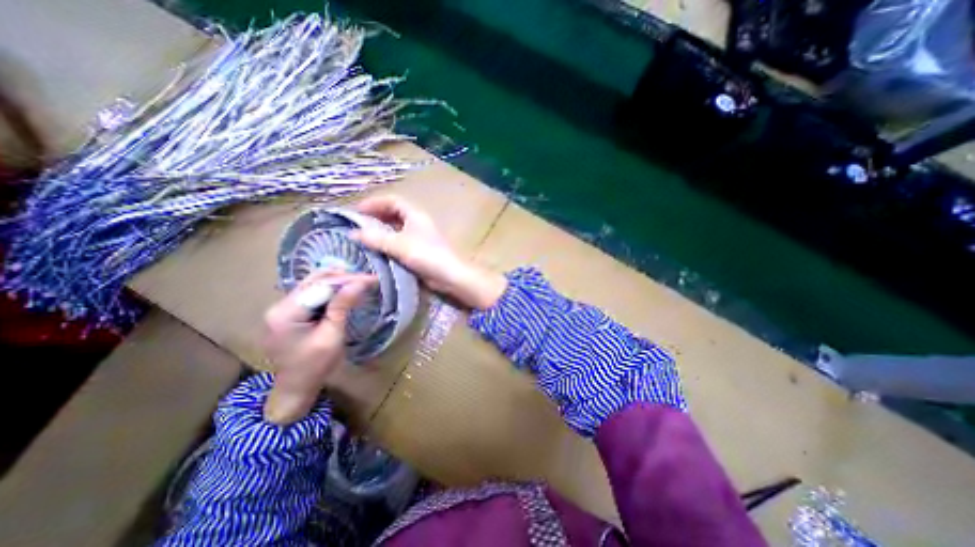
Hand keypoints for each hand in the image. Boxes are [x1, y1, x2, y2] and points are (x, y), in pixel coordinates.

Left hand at [262, 271, 374, 424]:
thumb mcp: (332, 336)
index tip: (371, 278)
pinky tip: (345, 291)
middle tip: (368, 279)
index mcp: (285, 314)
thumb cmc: (315, 366)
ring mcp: (281, 308)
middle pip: (314, 281)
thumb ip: (342, 306)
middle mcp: (279, 306)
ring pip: (313, 284)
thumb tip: (359, 282)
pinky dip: (330, 291)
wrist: (296, 388)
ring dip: (338, 282)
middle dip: (343, 278)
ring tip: (360, 282)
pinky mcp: (288, 312)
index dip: (347, 280)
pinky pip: (312, 294)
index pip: (321, 286)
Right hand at [352, 194, 506, 309]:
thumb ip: (376, 238)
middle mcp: (418, 223)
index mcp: (415, 215)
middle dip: (376, 217)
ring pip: (397, 229)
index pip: (393, 201)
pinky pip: (400, 242)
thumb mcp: (398, 245)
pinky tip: (378, 251)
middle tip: (358, 225)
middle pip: (394, 214)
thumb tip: (353, 233)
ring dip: (382, 231)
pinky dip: (388, 243)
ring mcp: (420, 237)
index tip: (357, 211)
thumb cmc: (426, 255)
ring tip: (364, 238)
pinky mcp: (420, 251)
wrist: (449, 275)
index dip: (374, 203)